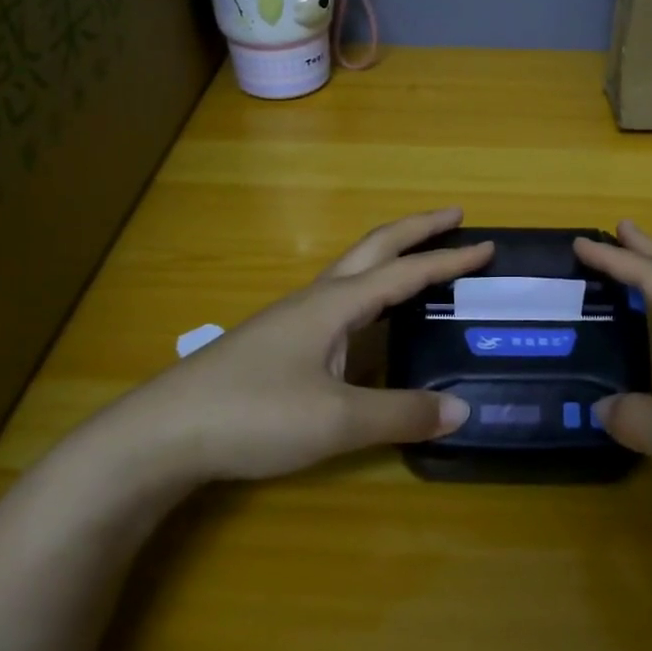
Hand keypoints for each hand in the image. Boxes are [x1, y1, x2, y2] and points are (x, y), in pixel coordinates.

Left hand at [102, 208, 492, 483]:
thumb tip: (461, 409)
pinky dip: (369, 293)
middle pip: (373, 248)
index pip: (404, 272)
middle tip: (454, 216)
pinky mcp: (277, 344)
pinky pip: (338, 302)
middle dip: (416, 229)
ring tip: (420, 264)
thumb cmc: (253, 415)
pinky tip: (368, 323)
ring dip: (391, 258)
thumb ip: (400, 414)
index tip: (487, 244)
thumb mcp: (336, 421)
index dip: (448, 259)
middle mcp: (315, 300)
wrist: (163, 434)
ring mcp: (292, 320)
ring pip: (352, 272)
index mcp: (335, 305)